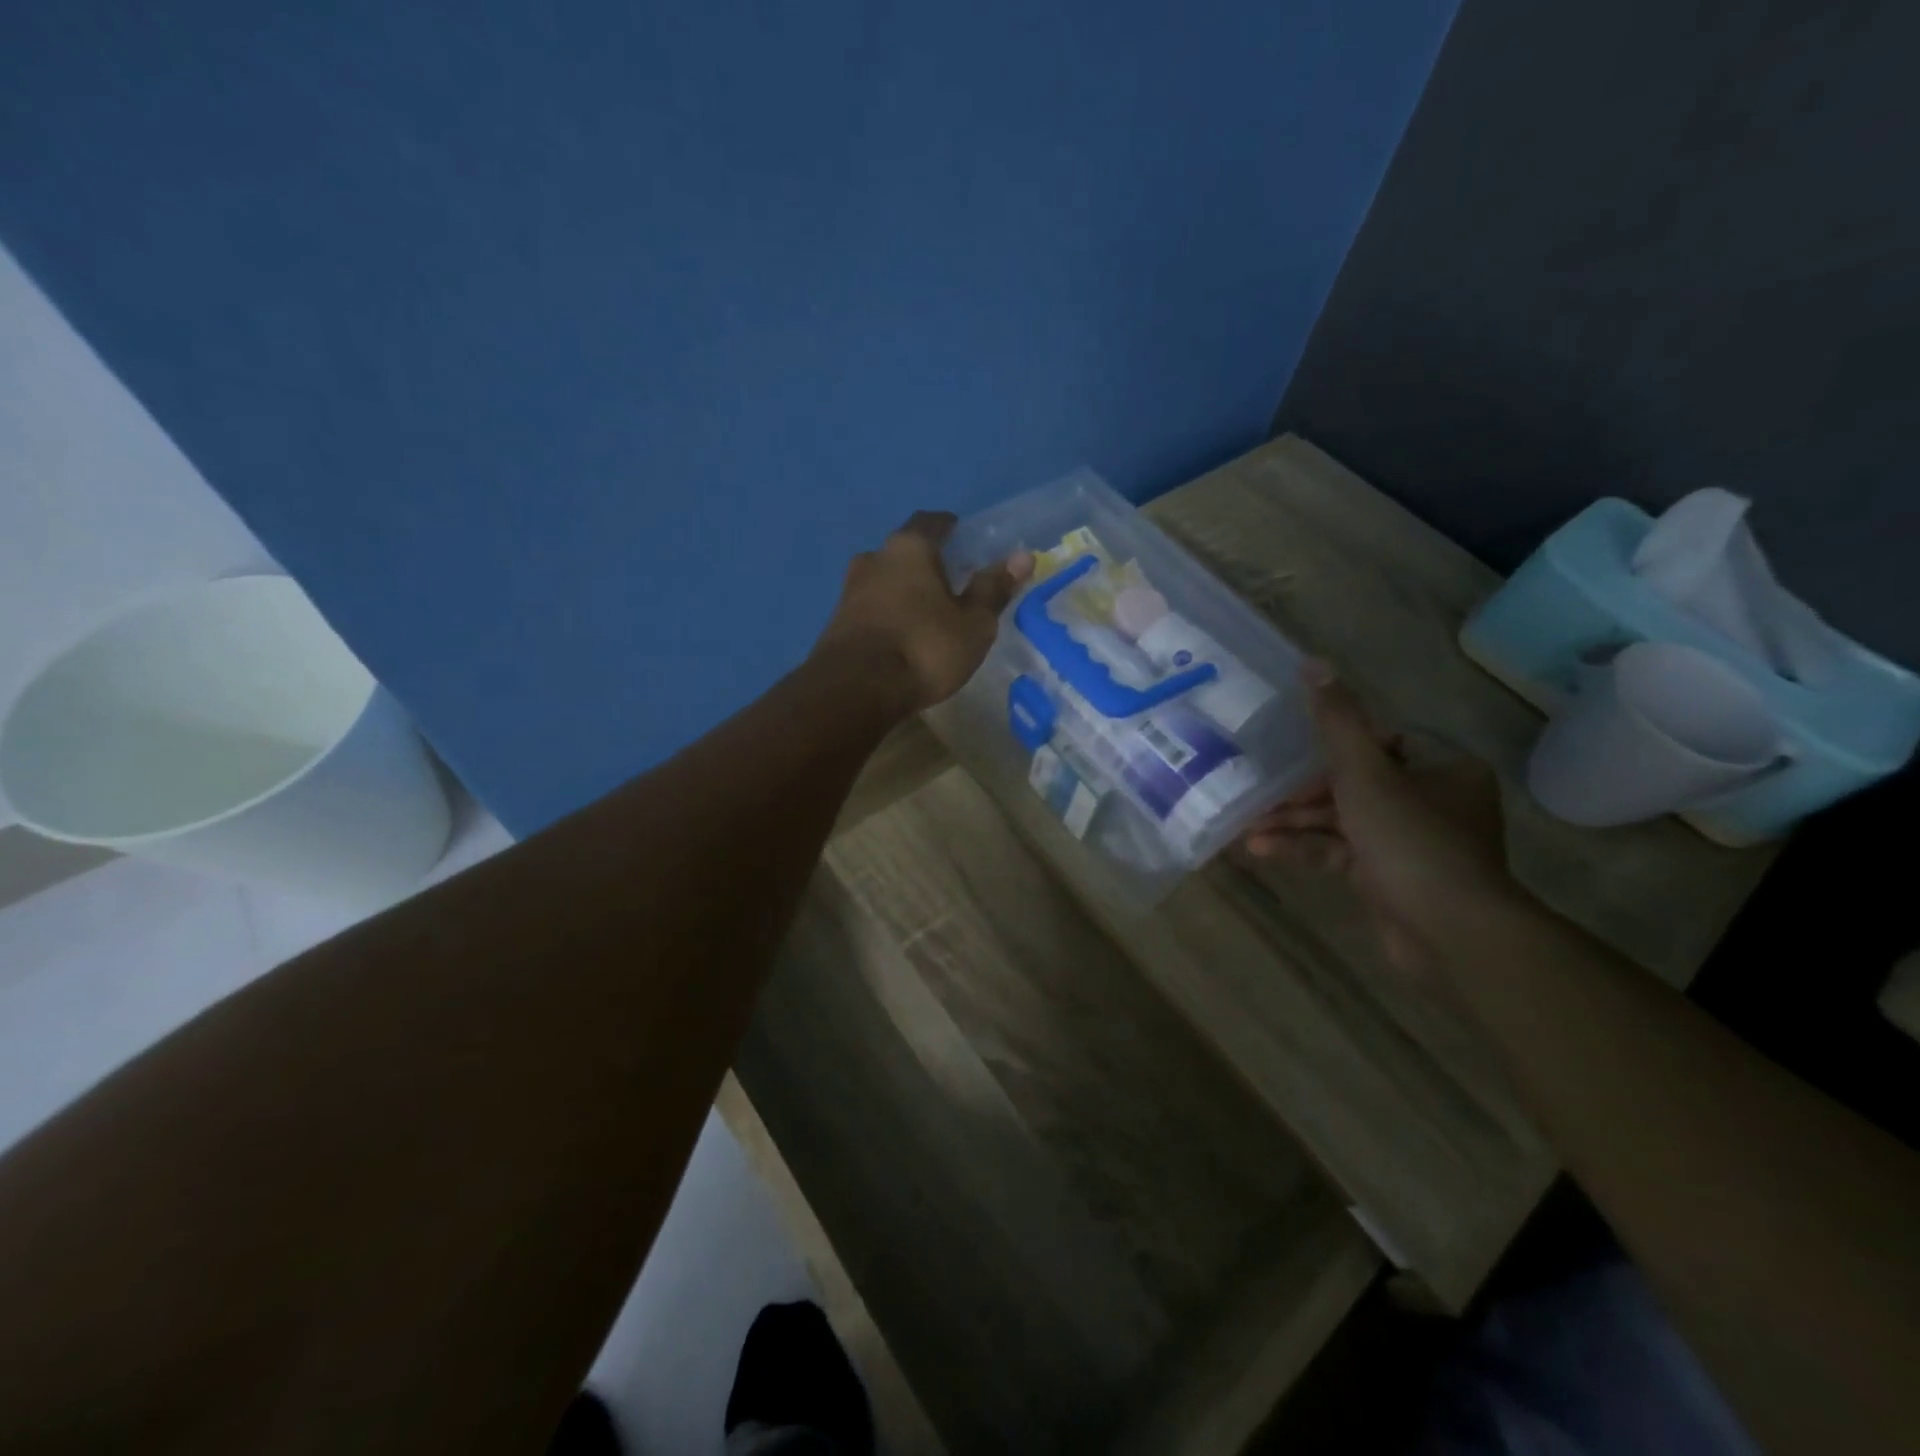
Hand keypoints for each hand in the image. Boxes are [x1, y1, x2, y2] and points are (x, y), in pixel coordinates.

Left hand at [812, 511, 1032, 713]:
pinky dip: (888, 614)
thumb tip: (1022, 556)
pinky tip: (902, 635)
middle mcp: (874, 558)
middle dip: (927, 562)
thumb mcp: (973, 624)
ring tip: (927, 613)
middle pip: (905, 550)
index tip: (967, 542)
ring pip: (885, 579)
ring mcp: (850, 589)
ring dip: (904, 590)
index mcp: (909, 548)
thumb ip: (993, 589)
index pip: (932, 521)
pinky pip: (871, 607)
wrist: (855, 690)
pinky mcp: (837, 621)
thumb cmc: (924, 648)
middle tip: (952, 583)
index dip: (951, 528)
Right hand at [1245, 663, 1515, 970]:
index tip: (1296, 753)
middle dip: (1302, 792)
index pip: (1384, 739)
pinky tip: (1261, 849)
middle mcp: (1432, 799)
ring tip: (1248, 827)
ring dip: (1295, 822)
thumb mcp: (1364, 773)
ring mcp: (1410, 840)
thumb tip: (1312, 662)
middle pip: (1356, 781)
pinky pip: (1341, 850)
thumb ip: (1336, 720)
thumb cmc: (1409, 839)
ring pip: (1343, 818)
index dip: (1337, 745)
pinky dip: (1305, 847)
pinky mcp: (1390, 875)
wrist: (1449, 932)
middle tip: (1261, 794)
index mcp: (1441, 766)